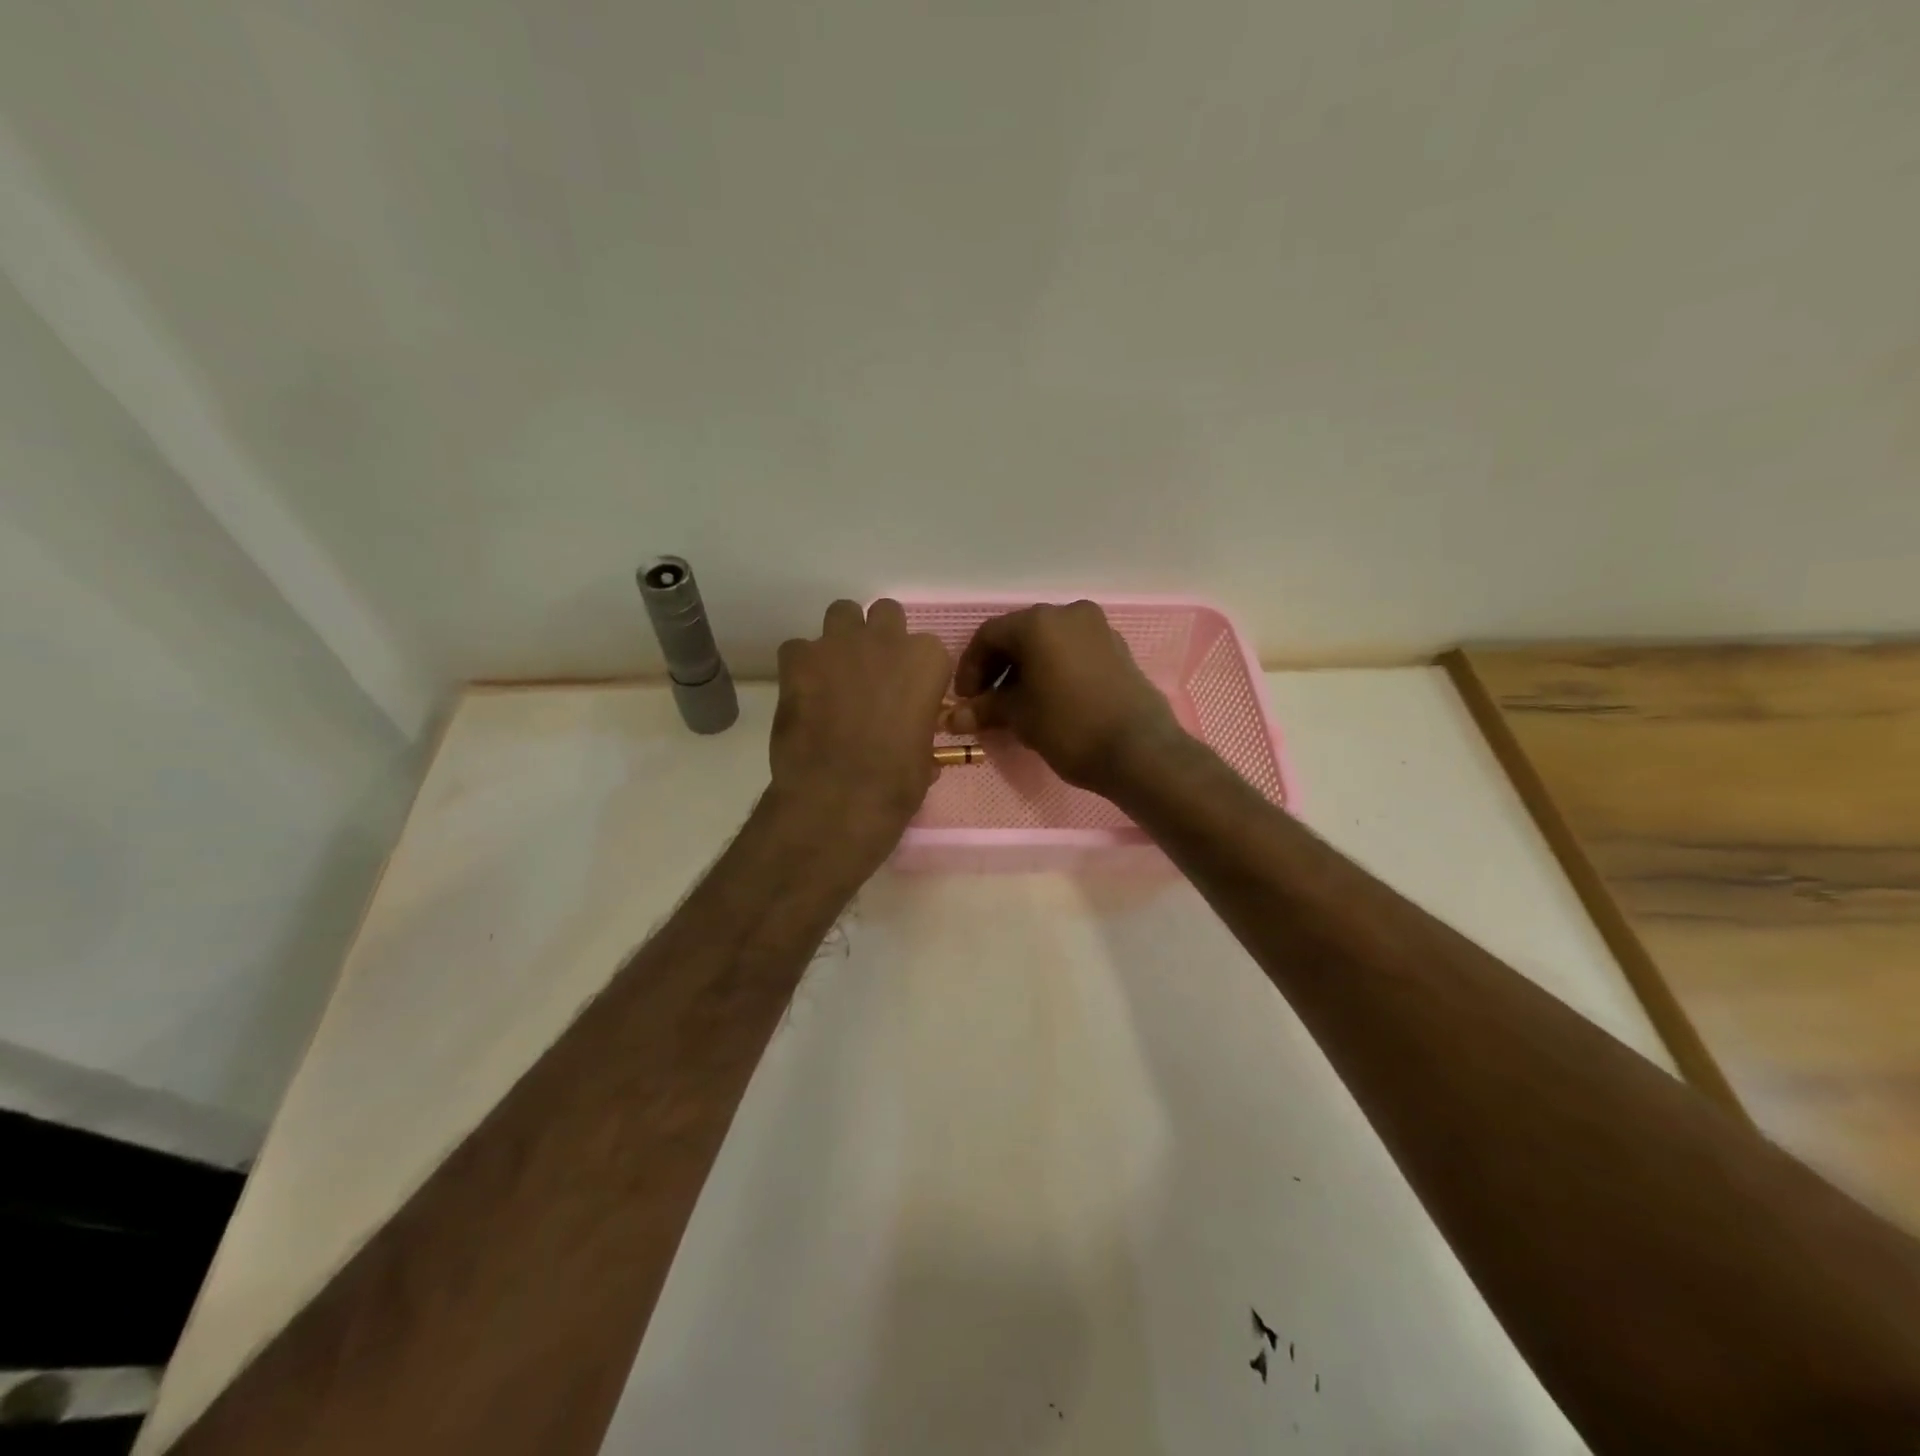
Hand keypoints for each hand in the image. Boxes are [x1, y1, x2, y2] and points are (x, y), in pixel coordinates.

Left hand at [769, 599, 951, 862]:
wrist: (840, 795)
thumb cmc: (897, 782)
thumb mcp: (924, 758)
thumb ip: (919, 734)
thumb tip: (913, 741)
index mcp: (926, 661)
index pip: (928, 649)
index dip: (916, 671)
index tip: (908, 694)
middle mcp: (886, 640)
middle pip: (886, 614)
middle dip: (880, 636)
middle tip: (872, 672)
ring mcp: (839, 644)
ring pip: (842, 613)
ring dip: (841, 637)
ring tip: (835, 672)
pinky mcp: (799, 658)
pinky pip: (798, 647)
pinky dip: (801, 665)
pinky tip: (802, 692)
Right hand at [947, 601, 1185, 794]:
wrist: (1139, 751)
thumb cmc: (1069, 727)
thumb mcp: (1019, 718)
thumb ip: (985, 709)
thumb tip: (954, 718)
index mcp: (1039, 622)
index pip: (988, 636)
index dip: (969, 668)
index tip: (965, 700)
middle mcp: (1069, 613)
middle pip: (1019, 635)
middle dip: (998, 669)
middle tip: (987, 703)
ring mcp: (1098, 629)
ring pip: (1048, 643)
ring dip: (1026, 670)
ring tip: (1016, 706)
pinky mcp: (1117, 649)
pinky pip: (1073, 652)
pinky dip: (1053, 670)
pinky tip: (1048, 700)